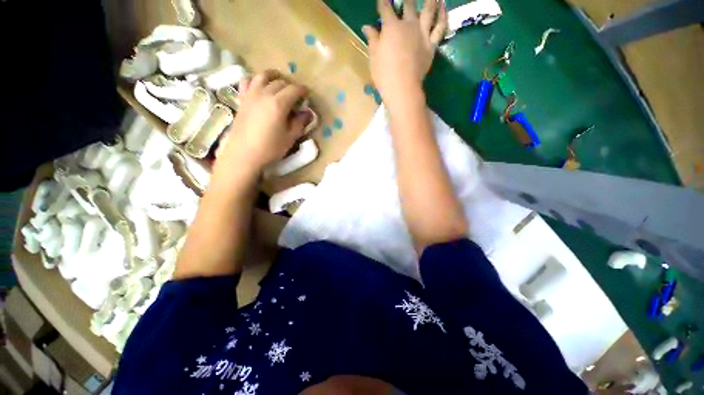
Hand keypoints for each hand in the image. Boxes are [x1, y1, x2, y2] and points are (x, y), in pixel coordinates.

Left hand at [215, 70, 310, 172]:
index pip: (294, 90)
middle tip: (296, 95)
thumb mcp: (290, 137)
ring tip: (279, 81)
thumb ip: (300, 123)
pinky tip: (259, 86)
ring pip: (263, 76)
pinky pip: (247, 81)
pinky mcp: (242, 99)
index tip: (307, 94)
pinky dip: (255, 80)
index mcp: (278, 104)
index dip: (302, 91)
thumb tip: (307, 113)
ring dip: (273, 77)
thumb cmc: (270, 148)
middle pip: (280, 82)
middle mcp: (264, 94)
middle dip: (290, 86)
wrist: (244, 154)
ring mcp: (251, 95)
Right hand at [362, 0, 446, 103]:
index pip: (385, 8)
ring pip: (429, 10)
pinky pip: (440, 28)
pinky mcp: (431, 44)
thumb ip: (372, 39)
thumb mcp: (373, 56)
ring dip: (431, 0)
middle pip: (408, 5)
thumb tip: (366, 26)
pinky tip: (443, 7)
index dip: (383, 3)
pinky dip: (443, 16)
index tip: (382, 1)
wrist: (402, 87)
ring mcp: (422, 33)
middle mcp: (408, 24)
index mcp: (391, 26)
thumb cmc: (384, 73)